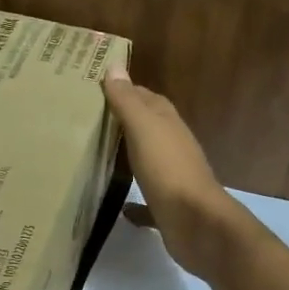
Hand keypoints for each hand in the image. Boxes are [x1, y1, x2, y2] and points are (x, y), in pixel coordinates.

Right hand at [104, 65, 243, 277]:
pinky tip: (120, 206)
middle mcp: (173, 147)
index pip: (147, 99)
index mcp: (168, 125)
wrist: (196, 223)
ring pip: (148, 160)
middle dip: (125, 121)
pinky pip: (147, 201)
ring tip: (100, 156)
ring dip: (130, 156)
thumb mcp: (144, 129)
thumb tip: (114, 66)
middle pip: (148, 127)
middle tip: (93, 119)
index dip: (126, 91)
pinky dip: (135, 202)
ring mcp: (172, 178)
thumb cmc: (168, 170)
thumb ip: (128, 101)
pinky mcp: (168, 208)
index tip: (98, 87)